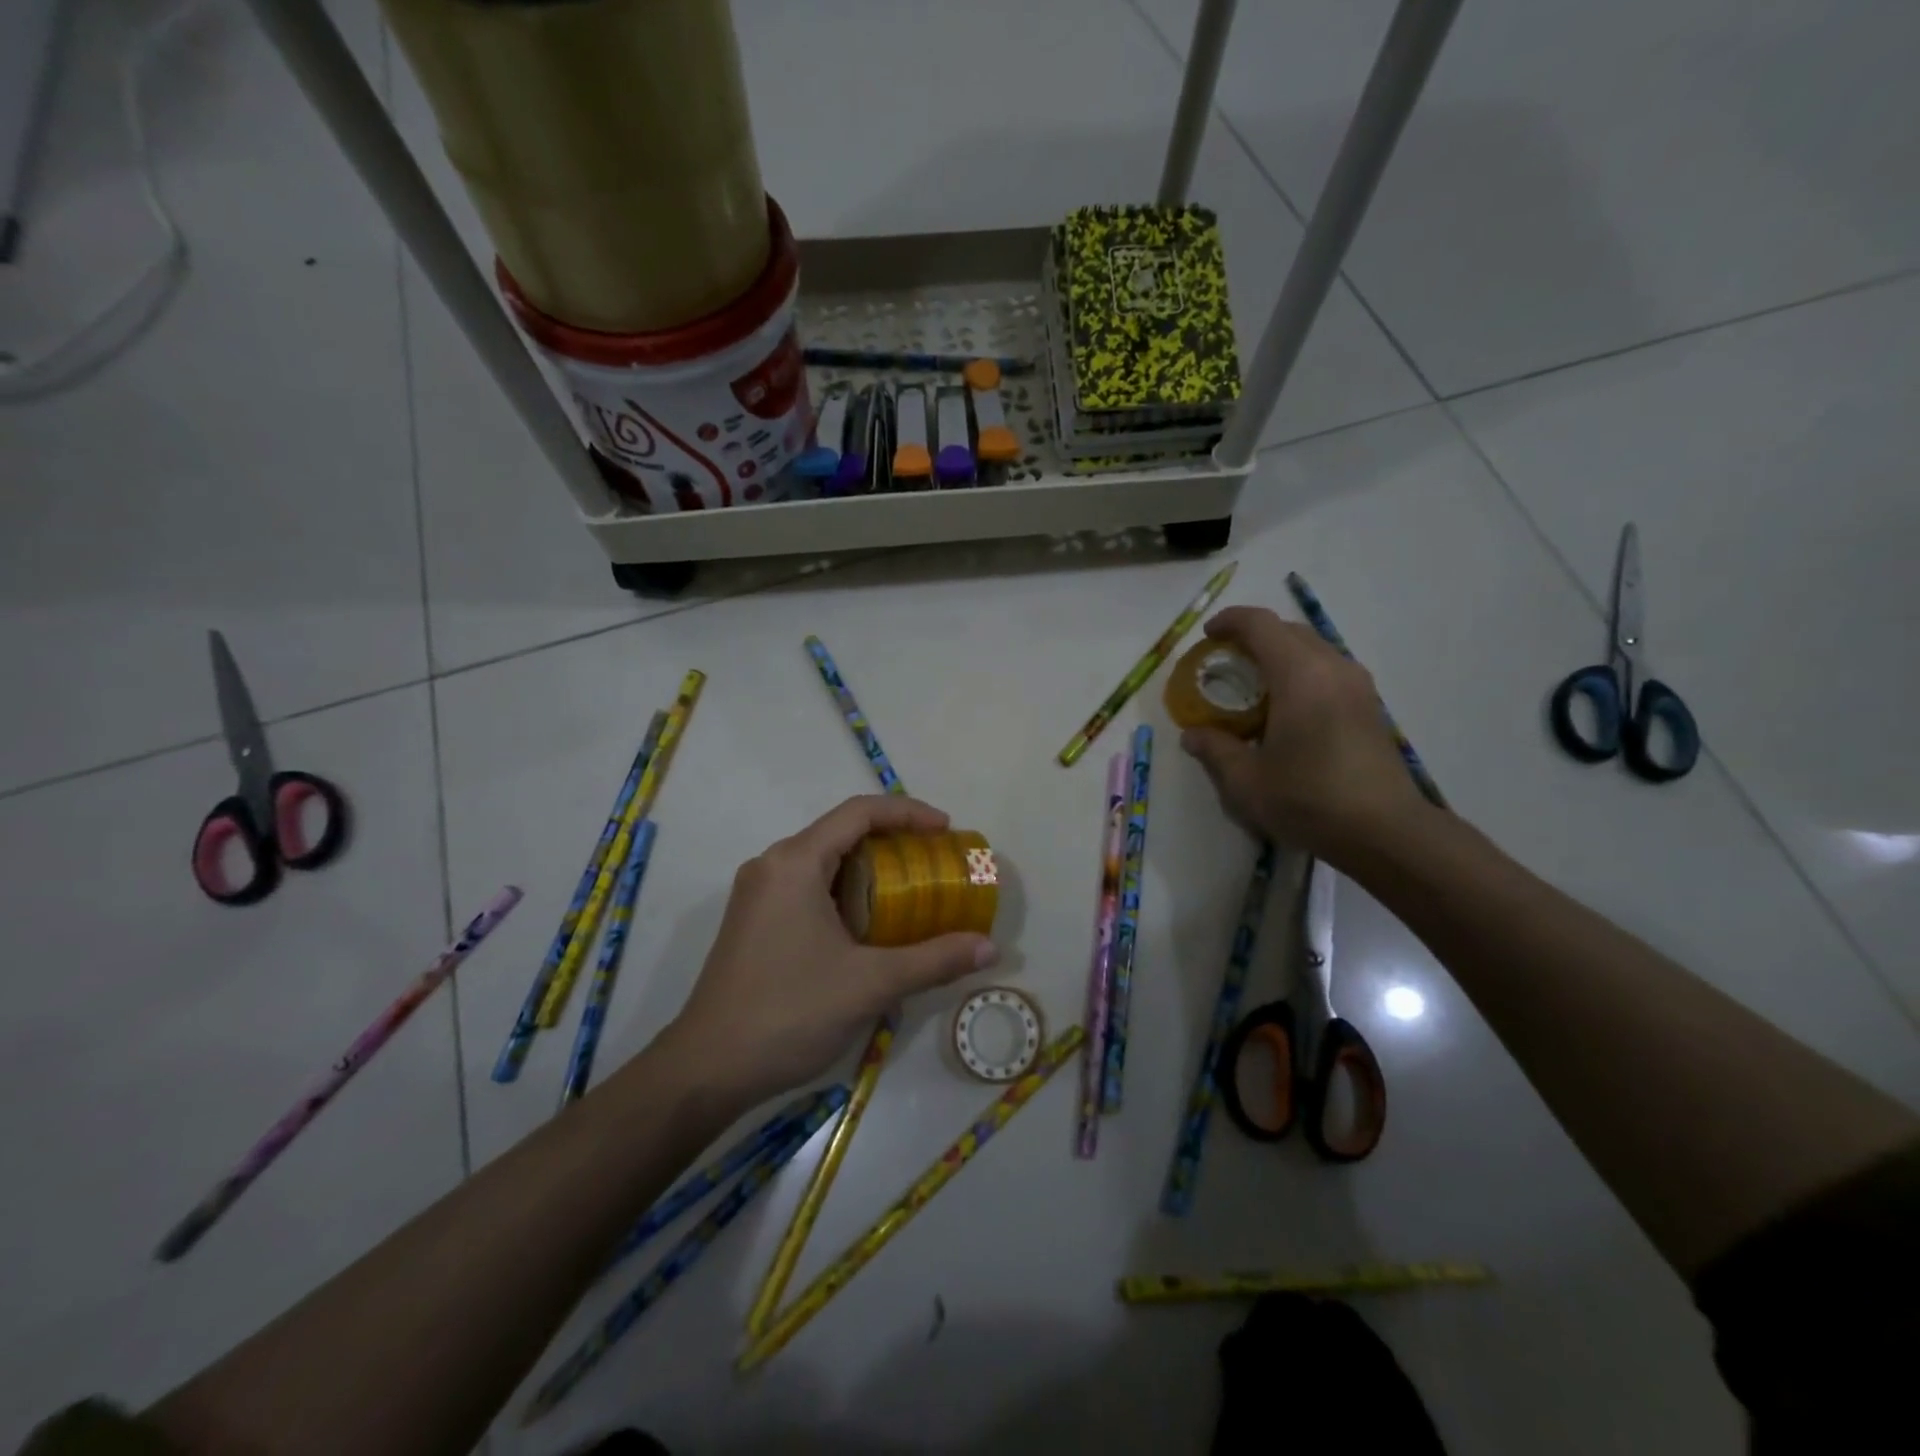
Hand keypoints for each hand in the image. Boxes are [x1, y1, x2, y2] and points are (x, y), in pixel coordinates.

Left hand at [665, 795, 997, 1108]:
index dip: (908, 813)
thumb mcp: (870, 983)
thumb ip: (933, 960)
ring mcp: (758, 893)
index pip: (859, 813)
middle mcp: (772, 865)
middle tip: (936, 862)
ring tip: (912, 891)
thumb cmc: (789, 1012)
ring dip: (869, 868)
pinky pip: (808, 886)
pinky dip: (846, 891)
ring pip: (824, 861)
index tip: (946, 831)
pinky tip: (871, 924)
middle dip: (893, 841)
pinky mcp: (754, 920)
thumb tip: (989, 949)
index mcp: (795, 862)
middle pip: (841, 832)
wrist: (707, 1069)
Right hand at [1180, 606, 1432, 861]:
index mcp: (1299, 675)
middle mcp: (1332, 668)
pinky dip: (1300, 672)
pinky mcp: (1370, 705)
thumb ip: (1215, 750)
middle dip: (1253, 637)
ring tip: (1253, 685)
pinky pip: (1328, 669)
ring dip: (1279, 655)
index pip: (1260, 625)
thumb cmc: (1309, 800)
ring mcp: (1357, 685)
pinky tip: (1285, 708)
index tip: (1207, 636)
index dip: (1230, 622)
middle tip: (1225, 662)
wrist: (1385, 831)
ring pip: (1312, 648)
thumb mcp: (1246, 781)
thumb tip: (1193, 735)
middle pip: (1288, 630)